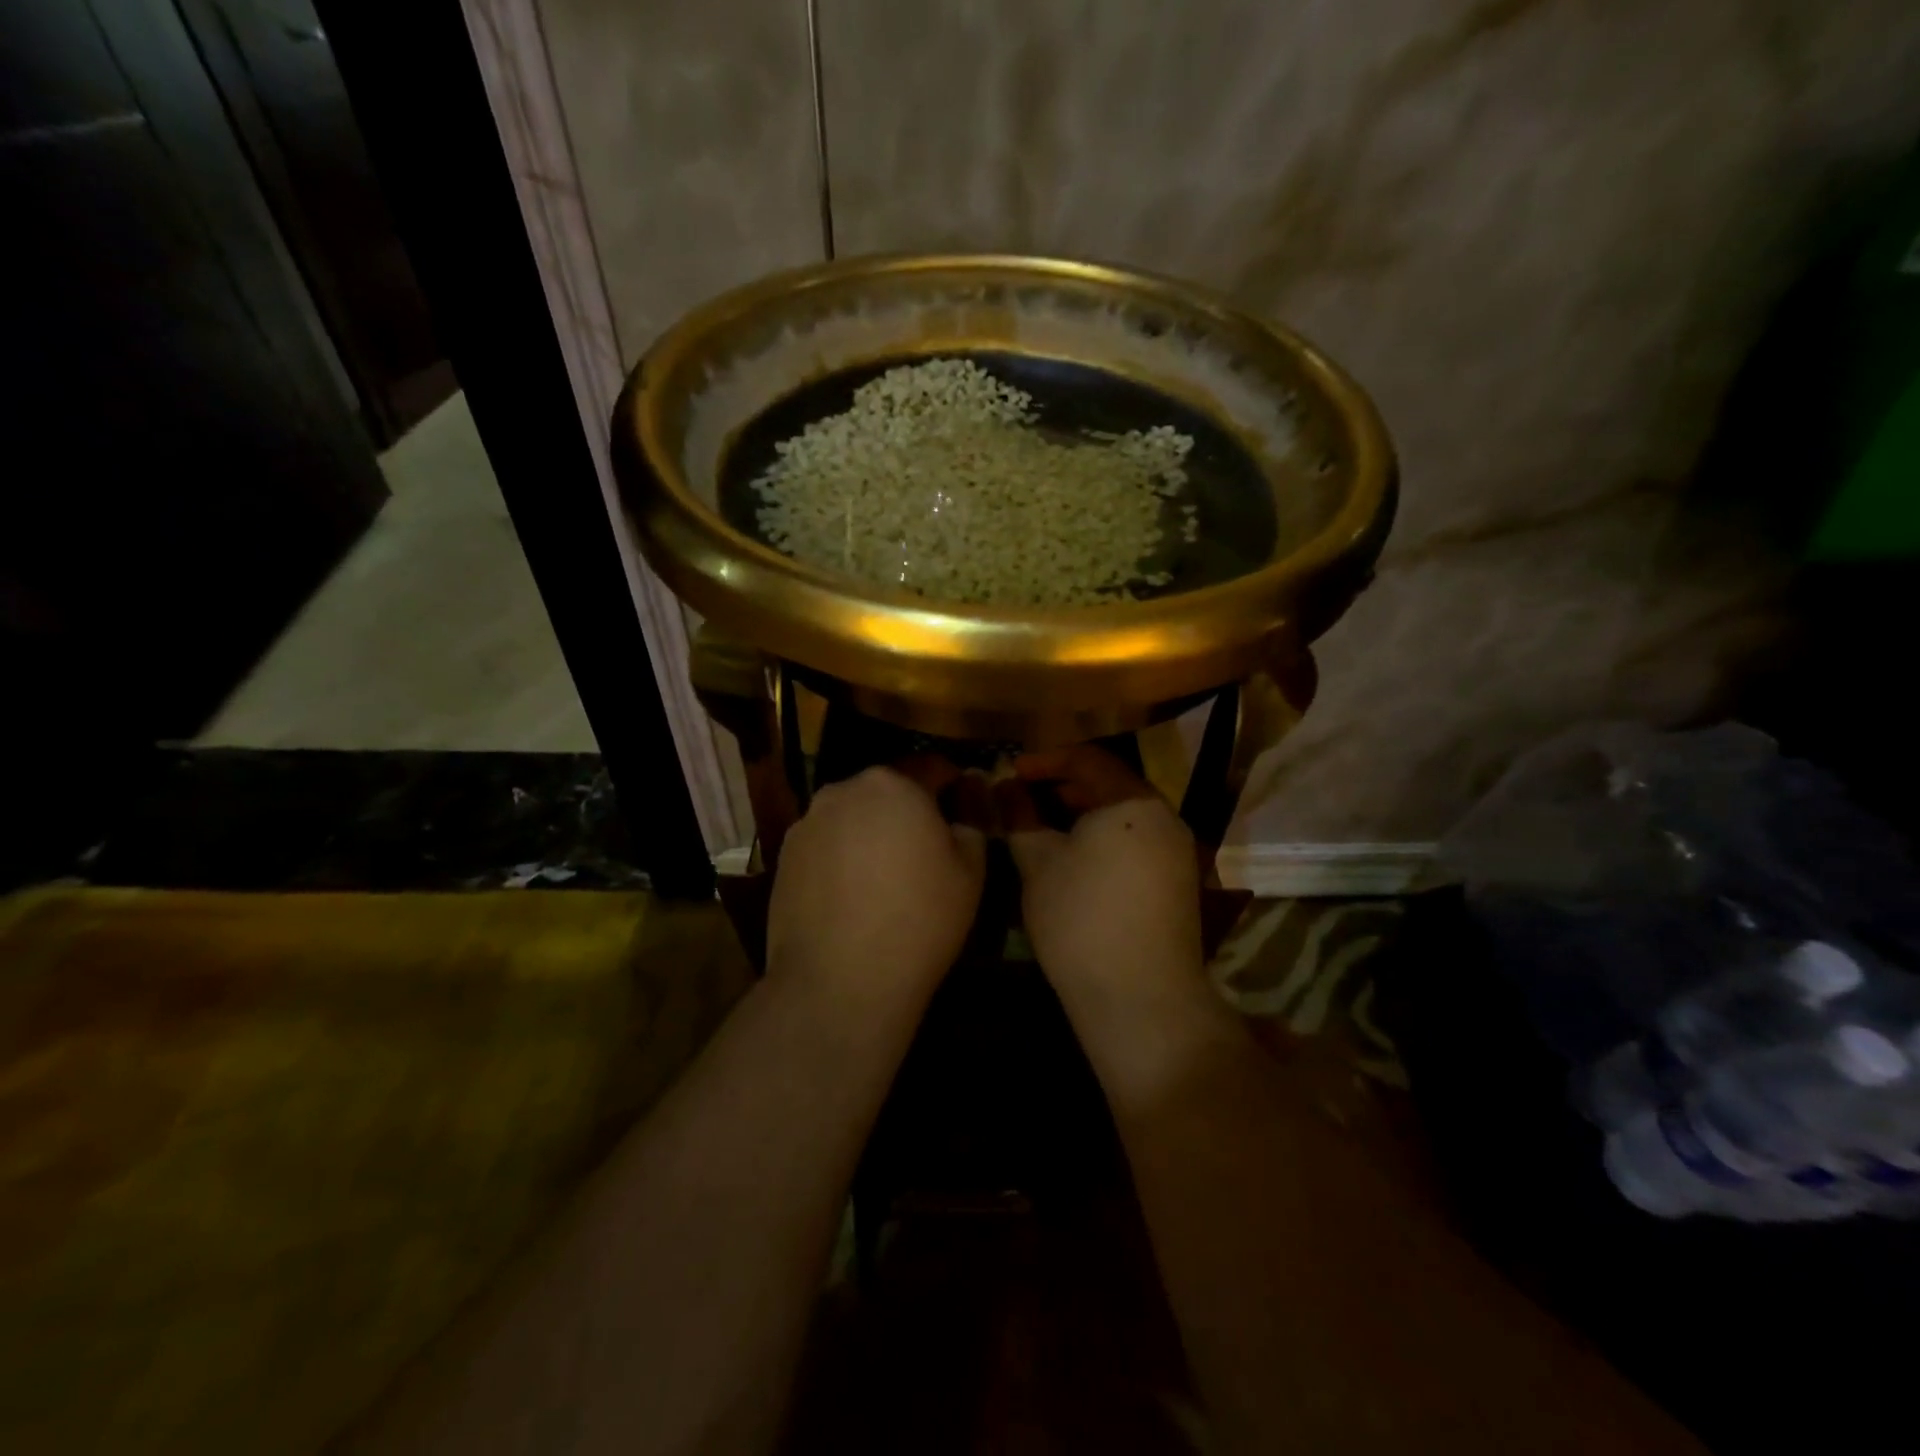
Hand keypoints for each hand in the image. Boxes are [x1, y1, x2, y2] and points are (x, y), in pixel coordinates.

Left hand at [767, 763, 985, 1012]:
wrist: (840, 981)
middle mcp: (844, 790)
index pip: (932, 767)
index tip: (962, 808)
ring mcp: (807, 823)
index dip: (953, 785)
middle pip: (886, 790)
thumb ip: (970, 826)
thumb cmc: (919, 919)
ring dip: (870, 832)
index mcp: (893, 783)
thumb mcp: (970, 872)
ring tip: (882, 876)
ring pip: (852, 816)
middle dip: (906, 809)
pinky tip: (850, 895)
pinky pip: (825, 845)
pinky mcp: (783, 857)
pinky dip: (840, 857)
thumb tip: (961, 812)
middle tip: (923, 848)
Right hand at [996, 746, 1210, 1055]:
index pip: (1086, 758)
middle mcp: (1164, 817)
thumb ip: (1020, 816)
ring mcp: (1177, 851)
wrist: (1141, 998)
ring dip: (1082, 814)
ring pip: (1123, 816)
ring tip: (1043, 828)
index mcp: (1132, 801)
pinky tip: (1074, 860)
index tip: (1010, 772)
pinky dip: (1103, 838)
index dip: (1044, 760)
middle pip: (1109, 784)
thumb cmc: (1081, 918)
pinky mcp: (1178, 883)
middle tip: (1022, 798)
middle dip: (1062, 786)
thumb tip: (1005, 786)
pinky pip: (1136, 842)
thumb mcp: (1038, 862)